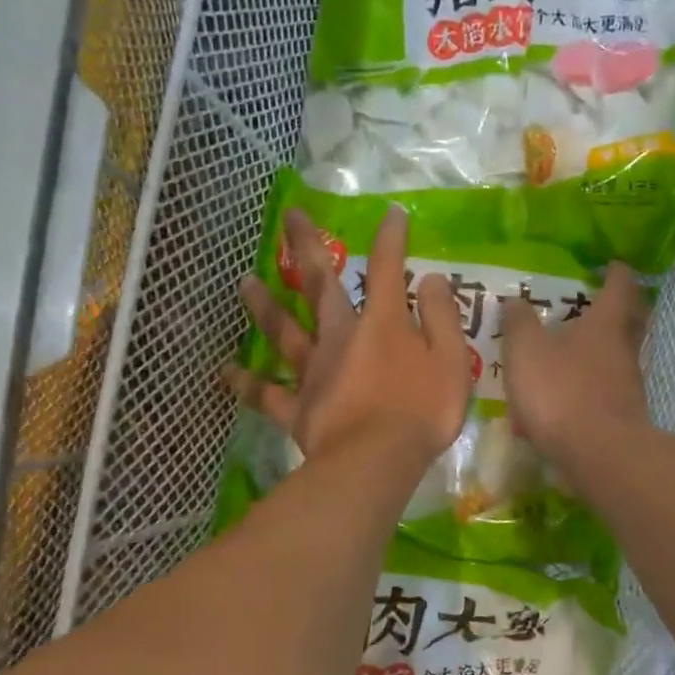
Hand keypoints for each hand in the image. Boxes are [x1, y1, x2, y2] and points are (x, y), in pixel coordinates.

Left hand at [230, 206, 470, 464]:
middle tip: (289, 216)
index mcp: (382, 323)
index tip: (392, 214)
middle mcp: (340, 337)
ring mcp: (313, 371)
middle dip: (306, 247)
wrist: (377, 460)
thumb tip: (430, 279)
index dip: (391, 239)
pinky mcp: (296, 407)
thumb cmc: (422, 411)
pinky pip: (265, 393)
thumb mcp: (450, 360)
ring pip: (284, 331)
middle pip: (320, 285)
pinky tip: (224, 371)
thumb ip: (441, 317)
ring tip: (244, 280)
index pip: (387, 269)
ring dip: (264, 305)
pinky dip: (244, 382)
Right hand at [498, 261, 651, 479]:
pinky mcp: (624, 415)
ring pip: (621, 356)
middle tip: (603, 301)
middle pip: (631, 320)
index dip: (616, 273)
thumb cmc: (562, 392)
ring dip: (605, 349)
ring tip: (577, 350)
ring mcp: (629, 384)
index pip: (620, 286)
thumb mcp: (527, 351)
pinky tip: (571, 396)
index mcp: (606, 323)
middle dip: (620, 308)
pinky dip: (594, 385)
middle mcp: (624, 349)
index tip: (612, 264)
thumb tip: (515, 301)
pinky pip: (610, 389)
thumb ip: (519, 323)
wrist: (600, 454)